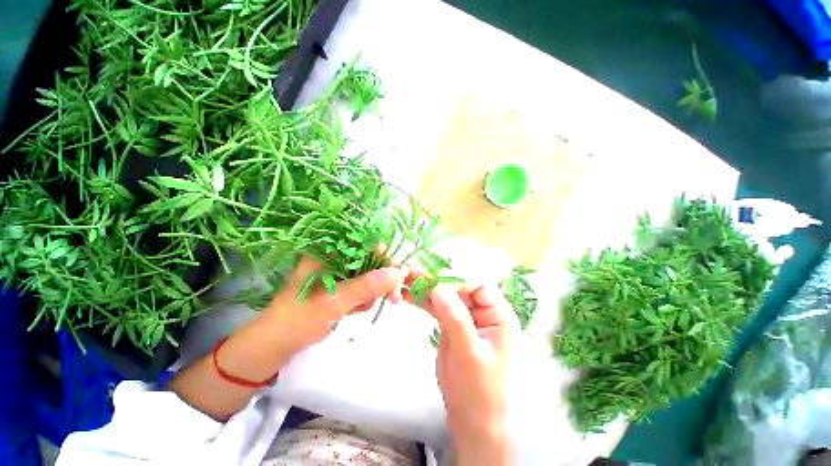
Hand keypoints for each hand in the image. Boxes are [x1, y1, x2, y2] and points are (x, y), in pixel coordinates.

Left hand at [170, 257, 405, 420]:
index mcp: (327, 250)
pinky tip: (358, 309)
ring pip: (367, 274)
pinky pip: (361, 286)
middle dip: (382, 278)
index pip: (364, 244)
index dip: (384, 257)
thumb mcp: (335, 301)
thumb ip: (367, 286)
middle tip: (393, 297)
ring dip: (374, 290)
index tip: (398, 275)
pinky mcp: (338, 285)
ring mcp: (336, 271)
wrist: (275, 345)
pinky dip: (365, 297)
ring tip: (365, 307)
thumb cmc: (299, 318)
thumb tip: (399, 274)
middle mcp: (333, 256)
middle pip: (369, 259)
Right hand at [406, 282, 517, 465]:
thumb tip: (438, 288)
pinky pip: (436, 306)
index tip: (434, 284)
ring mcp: (465, 315)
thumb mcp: (469, 353)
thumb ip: (456, 319)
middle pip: (458, 286)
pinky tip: (407, 295)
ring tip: (405, 281)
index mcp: (498, 314)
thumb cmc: (478, 389)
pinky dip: (422, 300)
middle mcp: (482, 310)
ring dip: (425, 287)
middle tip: (412, 273)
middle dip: (436, 280)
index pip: (479, 285)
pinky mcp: (450, 323)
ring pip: (445, 294)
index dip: (457, 280)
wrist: (469, 416)